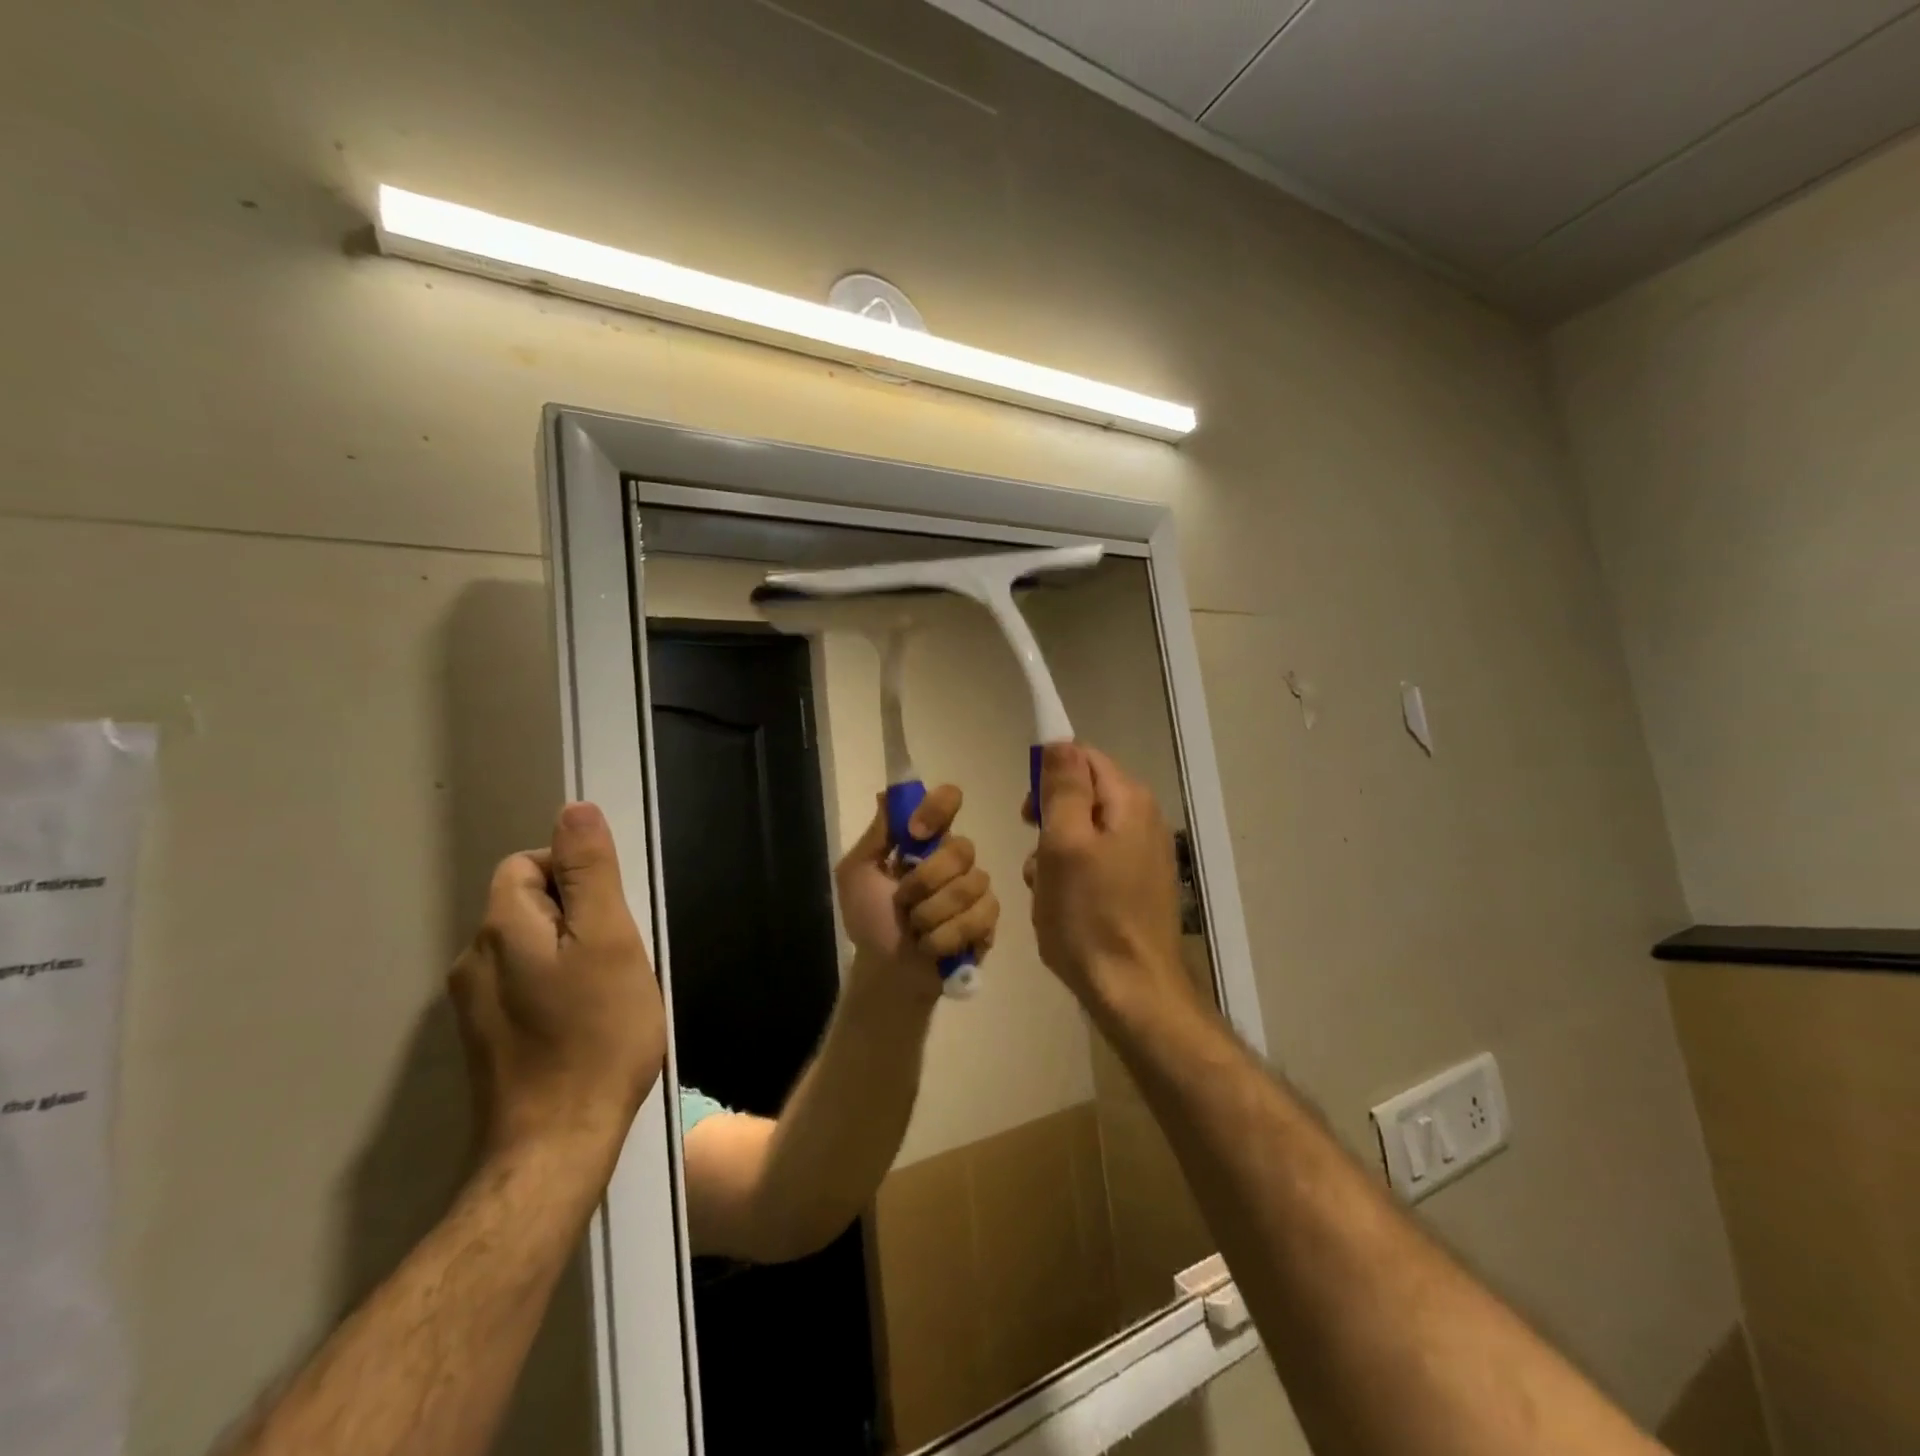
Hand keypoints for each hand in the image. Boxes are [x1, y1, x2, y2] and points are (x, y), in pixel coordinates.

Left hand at [449, 803, 666, 1162]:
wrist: (556, 1145)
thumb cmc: (596, 1035)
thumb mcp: (609, 941)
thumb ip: (590, 873)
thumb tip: (575, 810)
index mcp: (501, 928)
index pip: (529, 865)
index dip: (576, 877)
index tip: (611, 919)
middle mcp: (474, 959)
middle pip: (528, 904)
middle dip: (576, 917)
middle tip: (617, 958)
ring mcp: (473, 1005)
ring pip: (528, 947)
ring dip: (568, 954)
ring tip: (606, 993)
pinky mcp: (486, 1039)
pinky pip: (523, 985)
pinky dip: (554, 988)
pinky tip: (583, 1024)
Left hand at [836, 785, 998, 998]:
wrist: (884, 971)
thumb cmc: (869, 919)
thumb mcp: (856, 874)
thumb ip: (877, 835)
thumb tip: (888, 793)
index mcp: (926, 840)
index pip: (948, 801)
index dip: (938, 809)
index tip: (915, 833)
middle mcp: (955, 857)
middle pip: (962, 848)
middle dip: (926, 881)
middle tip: (903, 902)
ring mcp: (976, 888)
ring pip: (970, 885)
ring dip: (932, 914)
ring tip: (916, 929)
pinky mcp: (988, 920)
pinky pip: (980, 916)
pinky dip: (947, 936)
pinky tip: (932, 946)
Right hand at [1024, 744, 1188, 1012]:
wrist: (1132, 991)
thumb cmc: (1089, 915)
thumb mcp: (1064, 843)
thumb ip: (1063, 787)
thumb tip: (1060, 740)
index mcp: (1129, 801)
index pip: (1082, 757)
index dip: (1048, 775)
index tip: (1027, 812)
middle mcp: (1143, 819)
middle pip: (1084, 794)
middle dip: (1050, 820)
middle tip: (1035, 855)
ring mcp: (1143, 854)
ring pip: (1083, 831)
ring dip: (1055, 852)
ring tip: (1046, 888)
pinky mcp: (1137, 884)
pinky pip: (1094, 860)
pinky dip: (1072, 874)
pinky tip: (1063, 904)